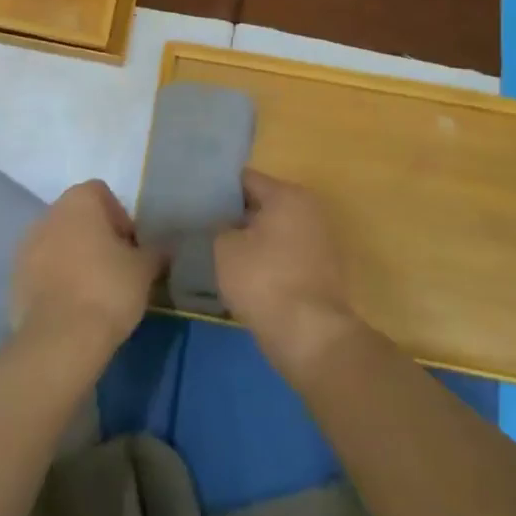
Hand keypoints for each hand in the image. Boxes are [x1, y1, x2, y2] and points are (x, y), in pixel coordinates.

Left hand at [11, 180, 160, 353]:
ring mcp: (26, 246)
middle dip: (96, 237)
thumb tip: (166, 247)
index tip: (131, 247)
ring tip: (94, 290)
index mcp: (78, 201)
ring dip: (74, 257)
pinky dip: (56, 280)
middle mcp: (48, 215)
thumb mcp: (144, 270)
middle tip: (116, 268)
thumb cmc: (108, 289)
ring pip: (57, 243)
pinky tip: (73, 306)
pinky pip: (42, 269)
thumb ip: (156, 252)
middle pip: (77, 217)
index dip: (120, 217)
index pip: (101, 193)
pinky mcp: (15, 278)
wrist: (61, 338)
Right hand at [215, 171, 361, 374]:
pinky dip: (264, 261)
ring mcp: (319, 242)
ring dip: (248, 240)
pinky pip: (283, 256)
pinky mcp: (320, 271)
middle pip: (261, 205)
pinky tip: (239, 273)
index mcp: (288, 195)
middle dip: (233, 215)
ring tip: (215, 250)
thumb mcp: (224, 247)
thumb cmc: (263, 280)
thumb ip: (217, 226)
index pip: (244, 180)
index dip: (217, 188)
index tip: (194, 199)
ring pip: (272, 232)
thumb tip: (220, 224)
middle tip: (200, 224)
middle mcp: (309, 210)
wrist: (309, 335)